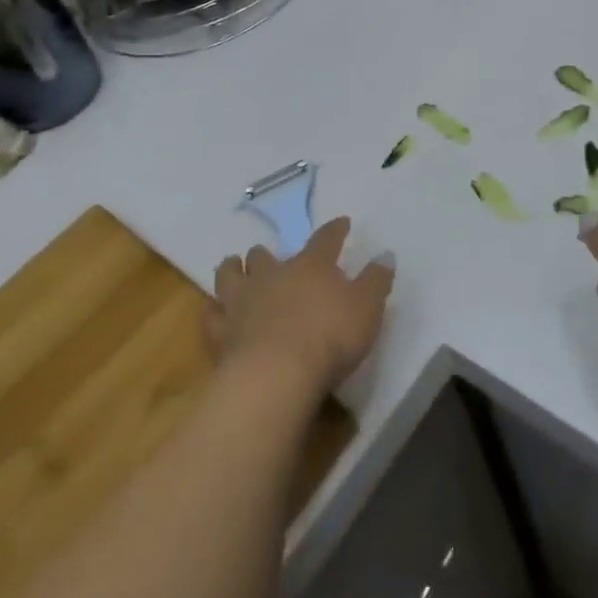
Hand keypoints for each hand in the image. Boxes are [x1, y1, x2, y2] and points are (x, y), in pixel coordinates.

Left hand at [210, 217, 393, 399]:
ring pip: (230, 276)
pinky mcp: (221, 334)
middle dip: (266, 254)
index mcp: (311, 267)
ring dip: (233, 270)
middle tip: (268, 256)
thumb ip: (376, 280)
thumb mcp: (367, 307)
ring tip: (233, 266)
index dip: (335, 230)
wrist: (277, 374)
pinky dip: (214, 312)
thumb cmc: (330, 336)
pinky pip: (211, 316)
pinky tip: (215, 313)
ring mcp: (242, 303)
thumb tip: (385, 255)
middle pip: (265, 256)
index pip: (325, 240)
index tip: (342, 223)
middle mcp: (273, 276)